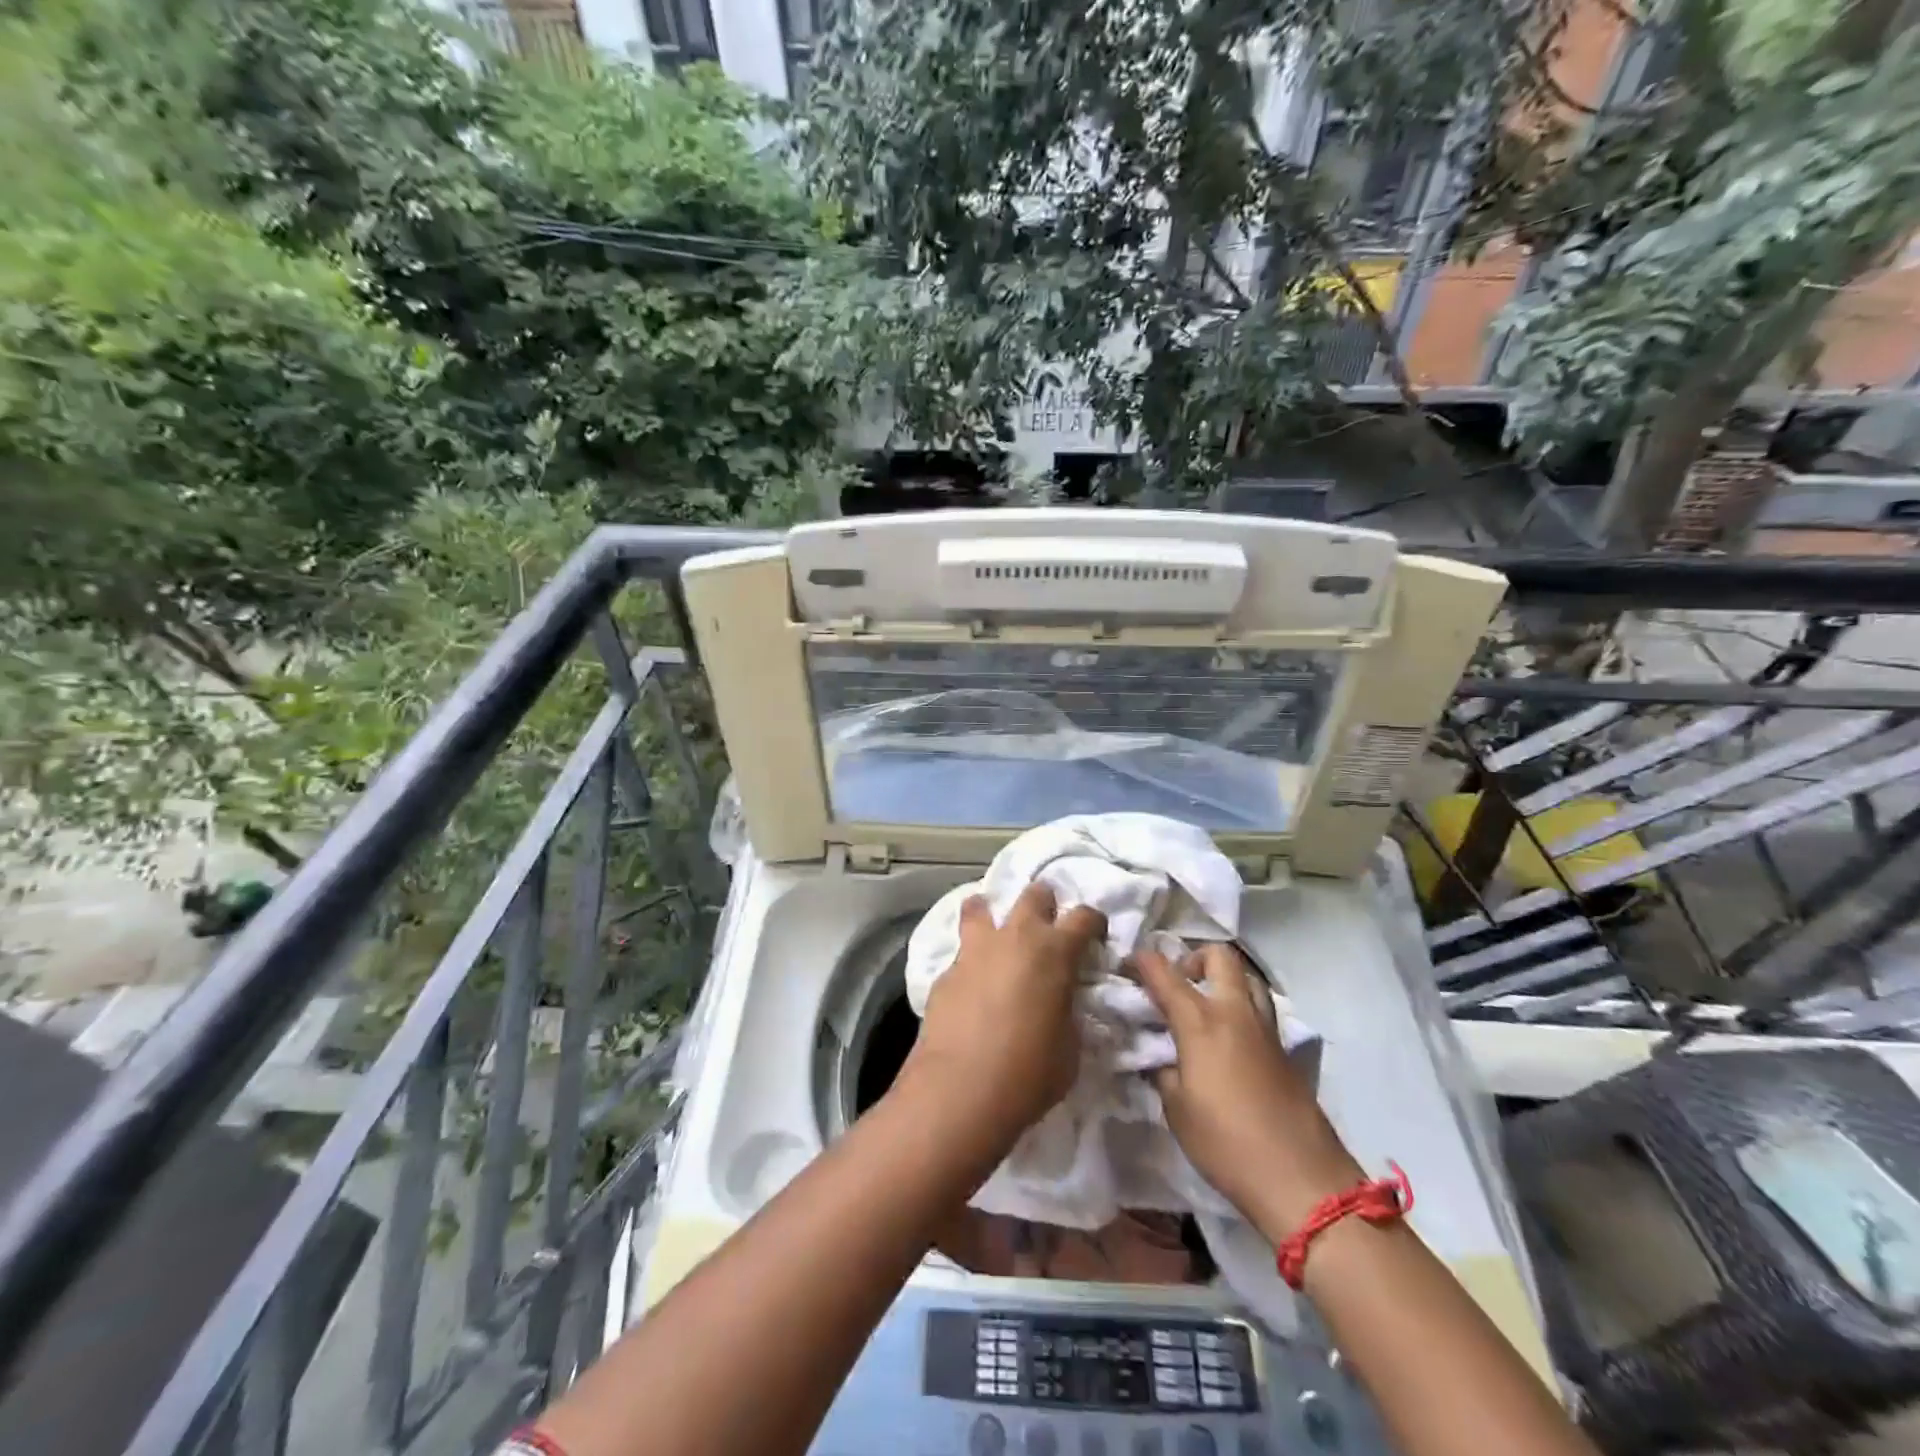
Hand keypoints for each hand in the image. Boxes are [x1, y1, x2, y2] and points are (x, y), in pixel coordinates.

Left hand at [905, 884, 1105, 1147]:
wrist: (960, 1091)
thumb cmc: (1028, 1073)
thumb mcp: (1070, 1047)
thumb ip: (1070, 1013)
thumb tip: (1062, 1003)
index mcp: (1054, 951)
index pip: (1084, 916)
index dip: (1093, 922)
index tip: (1095, 936)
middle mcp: (1015, 937)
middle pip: (1034, 894)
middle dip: (1045, 904)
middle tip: (1047, 929)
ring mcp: (975, 950)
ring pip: (981, 905)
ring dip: (993, 913)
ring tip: (998, 934)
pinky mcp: (945, 970)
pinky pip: (962, 950)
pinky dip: (971, 957)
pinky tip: (972, 983)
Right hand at [1135, 944, 1361, 1235]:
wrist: (1301, 1180)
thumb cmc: (1226, 1143)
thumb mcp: (1177, 1109)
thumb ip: (1163, 1071)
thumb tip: (1160, 1058)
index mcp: (1201, 1021)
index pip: (1164, 972)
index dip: (1141, 961)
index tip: (1126, 965)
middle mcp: (1235, 1013)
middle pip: (1219, 957)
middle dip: (1193, 958)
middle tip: (1177, 984)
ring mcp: (1266, 1030)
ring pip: (1247, 979)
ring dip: (1223, 981)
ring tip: (1204, 1009)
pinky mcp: (1285, 1052)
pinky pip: (1260, 1011)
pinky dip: (1240, 1011)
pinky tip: (1227, 1044)